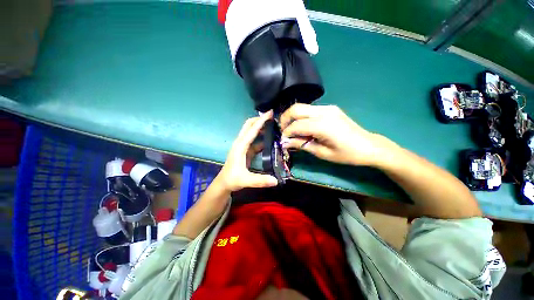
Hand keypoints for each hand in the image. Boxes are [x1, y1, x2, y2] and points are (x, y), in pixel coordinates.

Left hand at [218, 111, 278, 191]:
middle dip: (259, 119)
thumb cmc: (232, 179)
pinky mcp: (245, 150)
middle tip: (272, 117)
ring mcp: (242, 146)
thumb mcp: (245, 180)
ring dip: (261, 127)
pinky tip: (269, 138)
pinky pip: (254, 140)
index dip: (261, 121)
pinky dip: (261, 137)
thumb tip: (276, 181)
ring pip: (251, 132)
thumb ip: (260, 180)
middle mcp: (240, 143)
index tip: (270, 113)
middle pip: (249, 125)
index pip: (251, 130)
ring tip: (273, 125)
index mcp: (240, 146)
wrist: (224, 183)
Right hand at [280, 104, 388, 166]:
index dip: (286, 133)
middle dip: (285, 119)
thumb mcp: (322, 153)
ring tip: (291, 130)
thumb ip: (302, 145)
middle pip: (296, 109)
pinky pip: (309, 109)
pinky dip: (301, 117)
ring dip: (292, 117)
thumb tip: (285, 143)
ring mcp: (328, 108)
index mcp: (323, 125)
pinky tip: (302, 127)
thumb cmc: (347, 154)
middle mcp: (324, 112)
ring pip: (301, 107)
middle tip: (283, 131)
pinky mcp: (330, 108)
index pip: (296, 125)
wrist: (369, 146)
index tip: (283, 141)